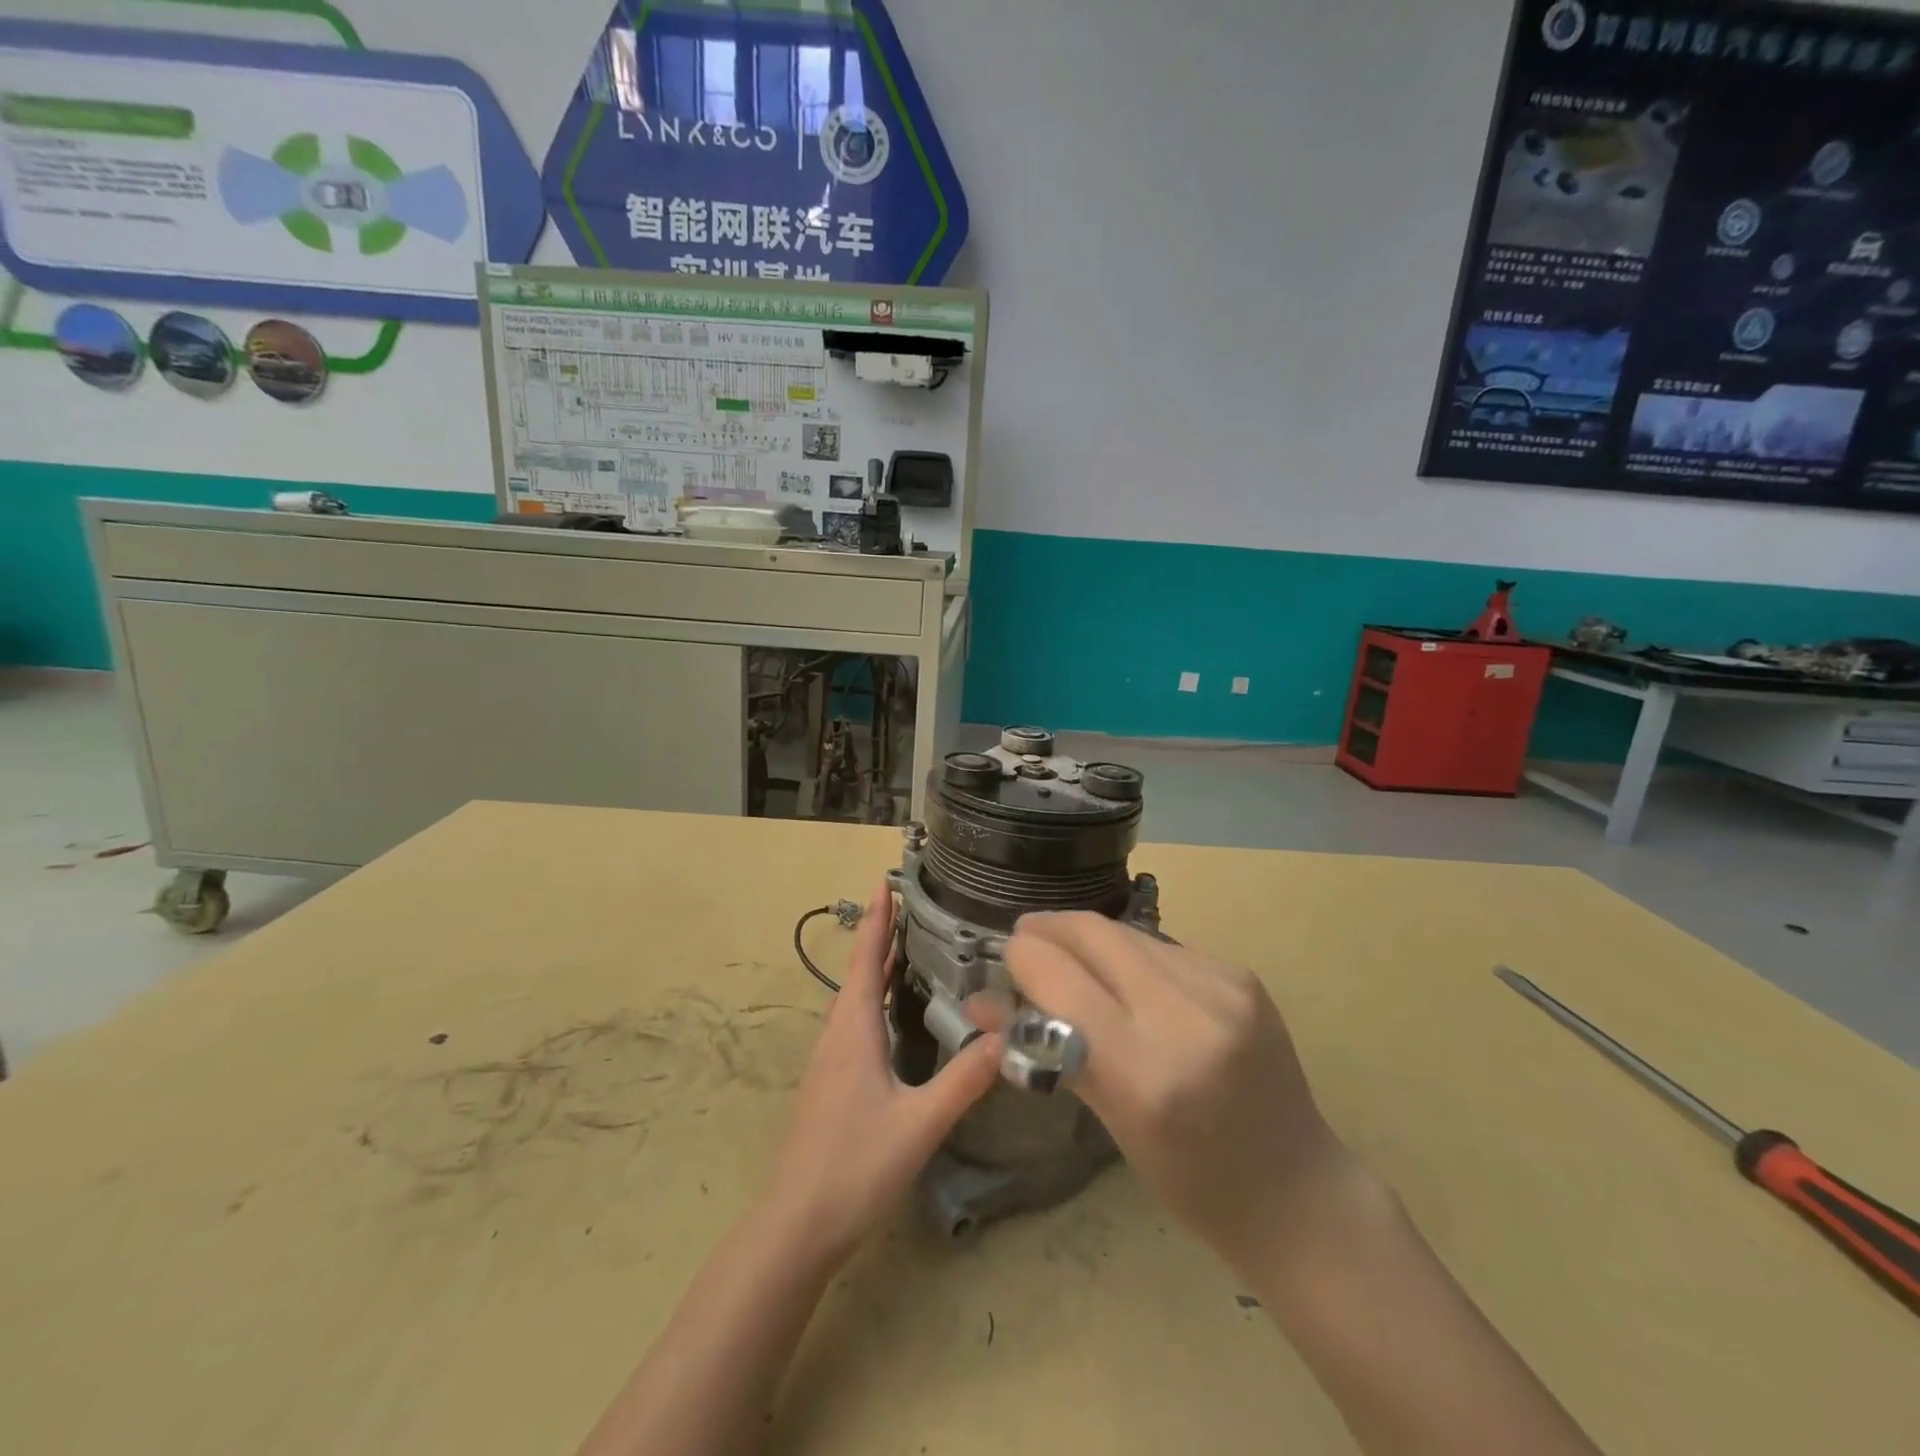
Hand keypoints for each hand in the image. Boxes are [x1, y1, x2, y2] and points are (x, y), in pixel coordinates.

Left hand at [763, 883, 1004, 1268]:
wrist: (796, 1224)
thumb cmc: (854, 1165)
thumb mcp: (919, 1124)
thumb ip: (963, 1082)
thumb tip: (1007, 1039)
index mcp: (853, 1030)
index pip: (864, 959)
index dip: (876, 920)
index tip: (885, 882)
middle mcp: (837, 1035)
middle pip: (858, 972)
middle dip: (880, 937)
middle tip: (909, 907)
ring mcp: (829, 1060)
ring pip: (854, 999)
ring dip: (874, 968)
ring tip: (905, 950)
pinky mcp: (829, 1083)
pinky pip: (853, 1022)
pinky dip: (872, 999)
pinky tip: (891, 1016)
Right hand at [1004, 913, 1359, 1276]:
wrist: (1296, 1190)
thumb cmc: (1190, 1179)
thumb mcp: (1111, 1121)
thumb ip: (1046, 1048)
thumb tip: (984, 1001)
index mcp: (1145, 1074)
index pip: (1059, 979)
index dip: (1023, 957)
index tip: (1006, 957)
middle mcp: (1187, 1017)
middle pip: (1094, 934)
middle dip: (1051, 929)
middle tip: (1026, 939)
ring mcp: (1223, 988)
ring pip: (1128, 934)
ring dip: (1091, 939)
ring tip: (1072, 957)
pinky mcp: (1243, 974)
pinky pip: (1164, 947)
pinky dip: (1133, 954)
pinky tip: (1128, 976)